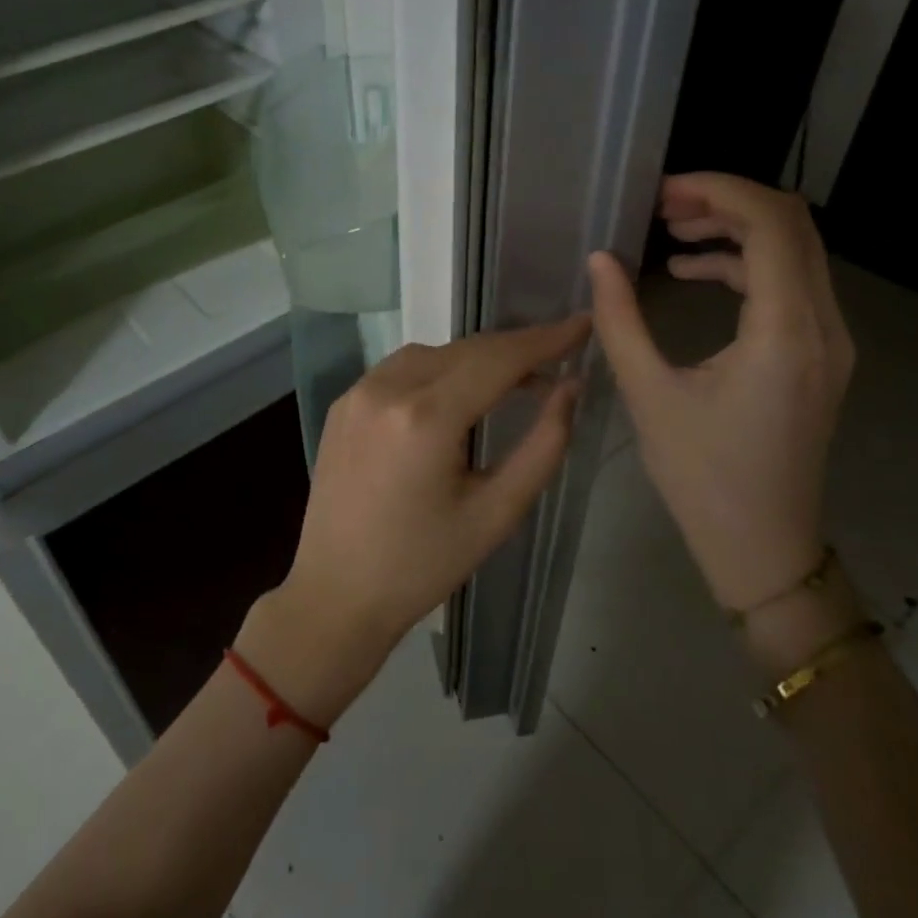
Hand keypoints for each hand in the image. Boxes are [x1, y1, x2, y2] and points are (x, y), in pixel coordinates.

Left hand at [239, 318, 589, 723]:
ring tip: (512, 382)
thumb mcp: (496, 514)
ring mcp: (357, 392)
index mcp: (425, 417)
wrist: (336, 593)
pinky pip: (400, 368)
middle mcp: (387, 389)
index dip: (545, 339)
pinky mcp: (342, 403)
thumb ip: (542, 446)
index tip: (582, 324)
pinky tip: (455, 395)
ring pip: (432, 353)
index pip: (498, 359)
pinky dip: (437, 370)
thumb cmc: (422, 565)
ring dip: (475, 359)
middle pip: (466, 350)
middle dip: (514, 349)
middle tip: (557, 358)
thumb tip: (570, 387)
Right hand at [587, 173, 852, 613]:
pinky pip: (791, 284)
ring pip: (795, 251)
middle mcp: (823, 325)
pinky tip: (693, 275)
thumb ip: (620, 320)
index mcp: (784, 332)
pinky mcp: (819, 355)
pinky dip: (745, 265)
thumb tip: (599, 260)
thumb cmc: (702, 476)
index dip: (719, 191)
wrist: (763, 545)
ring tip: (673, 234)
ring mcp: (829, 341)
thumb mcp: (649, 394)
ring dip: (736, 231)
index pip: (771, 224)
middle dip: (727, 202)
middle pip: (792, 226)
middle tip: (663, 207)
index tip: (663, 190)